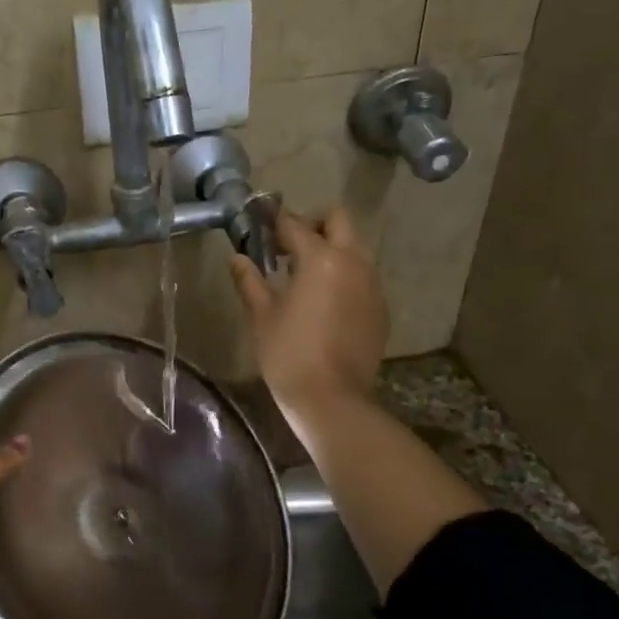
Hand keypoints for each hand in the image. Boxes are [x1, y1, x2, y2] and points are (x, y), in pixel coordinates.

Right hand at [229, 206, 387, 424]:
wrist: (332, 399)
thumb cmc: (289, 354)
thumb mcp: (262, 316)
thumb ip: (250, 280)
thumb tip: (237, 258)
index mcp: (321, 259)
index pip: (295, 224)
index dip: (274, 220)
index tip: (259, 222)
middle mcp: (353, 262)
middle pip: (338, 220)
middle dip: (313, 224)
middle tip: (288, 246)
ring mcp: (372, 285)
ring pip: (354, 248)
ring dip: (331, 249)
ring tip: (304, 276)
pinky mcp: (380, 308)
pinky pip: (362, 277)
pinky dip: (344, 276)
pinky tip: (324, 303)